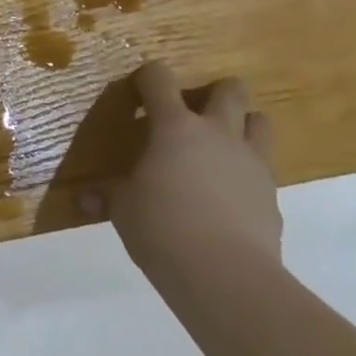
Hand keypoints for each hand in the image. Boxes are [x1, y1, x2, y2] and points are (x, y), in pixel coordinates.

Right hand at [110, 63, 281, 292]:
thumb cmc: (163, 230)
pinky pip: (265, 169)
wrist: (228, 278)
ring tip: (221, 147)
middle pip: (230, 89)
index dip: (147, 78)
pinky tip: (231, 197)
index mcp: (174, 127)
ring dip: (243, 125)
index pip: (159, 78)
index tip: (138, 95)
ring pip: (260, 121)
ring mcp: (250, 162)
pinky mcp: (273, 195)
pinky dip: (249, 173)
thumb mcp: (124, 211)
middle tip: (194, 117)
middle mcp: (217, 133)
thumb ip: (107, 197)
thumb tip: (82, 200)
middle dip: (214, 93)